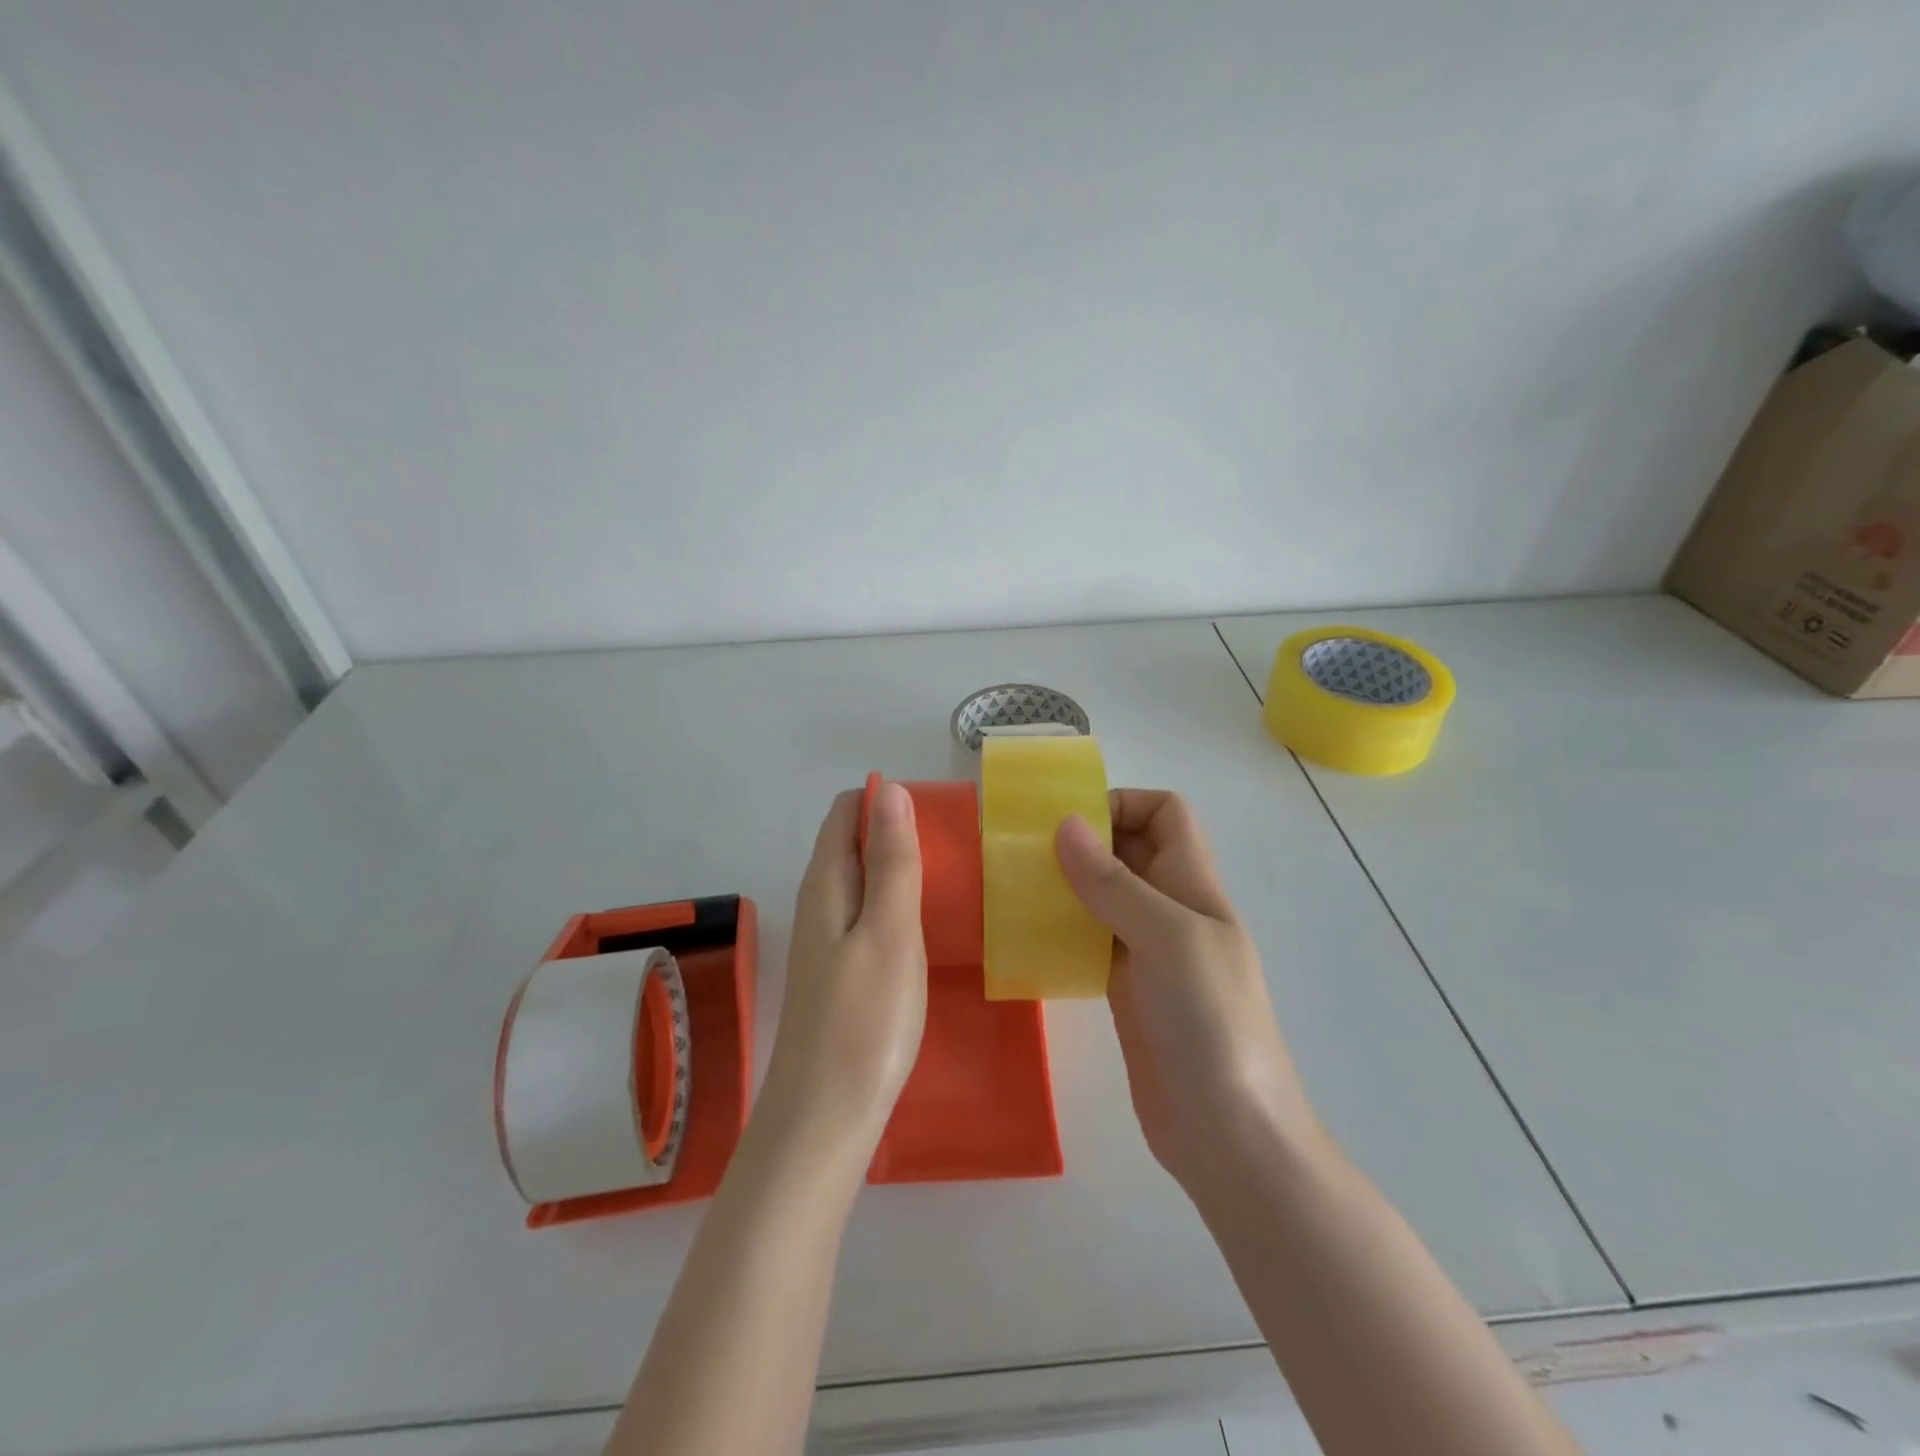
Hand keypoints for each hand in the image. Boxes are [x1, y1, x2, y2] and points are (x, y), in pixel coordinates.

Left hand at [759, 783, 927, 1171]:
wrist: (824, 1120)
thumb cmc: (864, 1020)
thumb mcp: (888, 930)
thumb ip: (890, 860)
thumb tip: (890, 791)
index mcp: (825, 884)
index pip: (846, 813)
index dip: (885, 801)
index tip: (934, 814)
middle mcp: (819, 904)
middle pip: (852, 844)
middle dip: (896, 833)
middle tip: (954, 848)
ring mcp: (827, 942)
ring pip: (861, 882)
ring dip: (898, 870)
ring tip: (950, 880)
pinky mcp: (840, 973)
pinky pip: (867, 917)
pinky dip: (895, 907)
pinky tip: (924, 928)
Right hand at [1055, 790, 1320, 1195]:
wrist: (1228, 1133)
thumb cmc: (1210, 1021)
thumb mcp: (1166, 938)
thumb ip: (1114, 883)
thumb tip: (1065, 824)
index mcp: (1193, 885)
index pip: (1166, 814)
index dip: (1123, 803)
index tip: (1070, 821)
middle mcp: (1172, 909)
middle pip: (1130, 850)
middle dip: (1082, 840)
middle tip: (1024, 850)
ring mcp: (1148, 952)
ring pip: (1104, 895)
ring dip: (1065, 885)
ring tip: (1014, 887)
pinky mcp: (1125, 989)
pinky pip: (1089, 940)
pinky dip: (1061, 929)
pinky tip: (1026, 937)